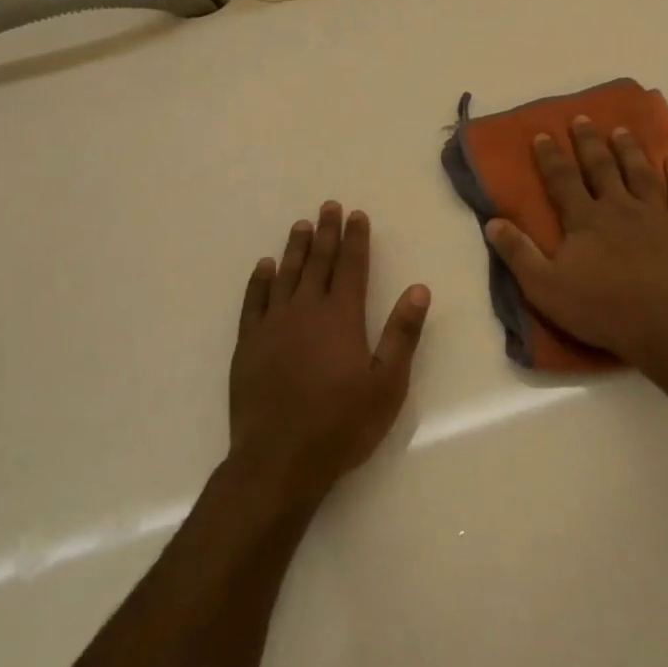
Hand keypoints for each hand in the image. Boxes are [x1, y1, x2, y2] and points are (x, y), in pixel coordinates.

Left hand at [228, 203, 431, 508]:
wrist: (279, 460)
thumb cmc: (342, 424)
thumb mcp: (387, 383)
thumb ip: (402, 334)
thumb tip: (419, 289)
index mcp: (342, 317)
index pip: (351, 266)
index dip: (356, 239)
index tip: (357, 214)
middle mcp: (306, 310)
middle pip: (318, 262)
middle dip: (327, 232)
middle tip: (329, 206)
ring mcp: (272, 325)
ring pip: (286, 275)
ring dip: (295, 248)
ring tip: (301, 225)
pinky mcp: (248, 344)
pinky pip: (254, 301)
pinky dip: (260, 280)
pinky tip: (264, 266)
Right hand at [485, 118, 667, 364]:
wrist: (664, 329)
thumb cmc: (600, 309)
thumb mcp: (544, 287)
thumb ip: (518, 253)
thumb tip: (492, 221)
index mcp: (585, 219)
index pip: (562, 179)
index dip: (550, 156)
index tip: (542, 134)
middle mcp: (620, 207)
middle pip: (602, 167)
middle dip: (589, 142)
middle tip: (583, 118)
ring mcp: (658, 216)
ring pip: (641, 174)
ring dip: (630, 151)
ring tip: (623, 131)